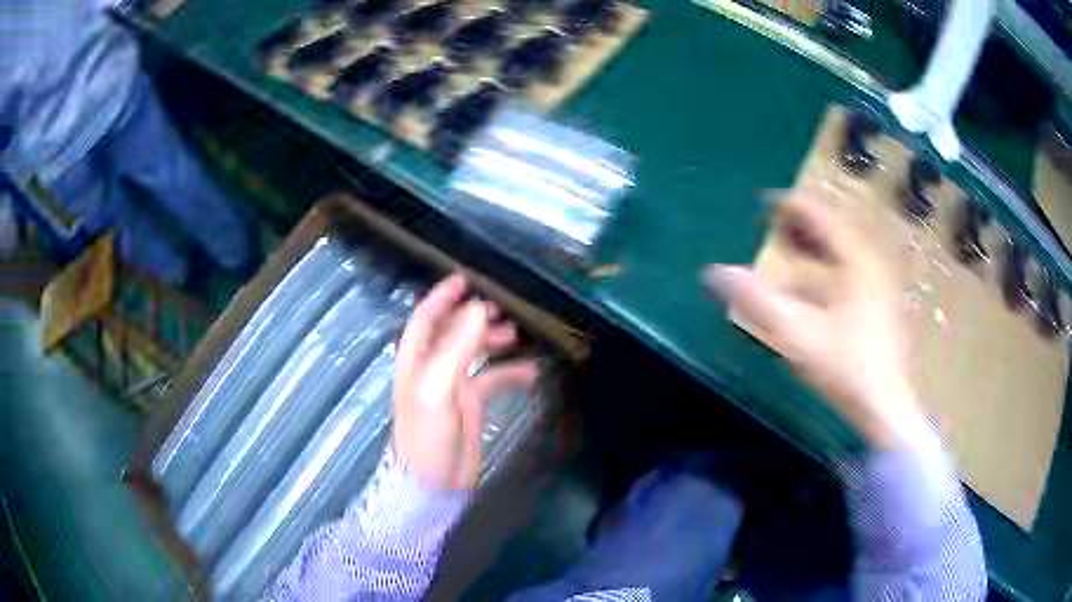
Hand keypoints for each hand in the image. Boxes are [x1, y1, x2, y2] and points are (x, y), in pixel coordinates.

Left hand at [393, 274, 538, 490]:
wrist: (433, 483)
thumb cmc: (427, 434)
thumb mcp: (437, 389)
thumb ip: (456, 348)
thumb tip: (479, 310)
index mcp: (416, 360)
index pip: (425, 318)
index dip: (441, 298)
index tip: (464, 279)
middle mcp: (433, 367)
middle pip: (453, 331)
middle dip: (473, 317)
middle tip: (502, 307)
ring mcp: (453, 386)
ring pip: (474, 352)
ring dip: (492, 340)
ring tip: (516, 333)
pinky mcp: (471, 404)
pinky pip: (492, 379)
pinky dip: (509, 371)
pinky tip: (530, 371)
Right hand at [705, 192, 930, 449]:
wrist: (884, 404)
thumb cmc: (844, 367)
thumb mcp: (795, 334)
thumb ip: (755, 300)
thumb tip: (713, 273)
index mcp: (853, 258)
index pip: (818, 213)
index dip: (787, 206)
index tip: (760, 207)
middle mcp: (869, 259)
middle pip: (832, 225)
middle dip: (800, 225)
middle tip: (772, 230)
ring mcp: (879, 279)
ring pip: (842, 247)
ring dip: (814, 245)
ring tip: (790, 253)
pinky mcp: (881, 298)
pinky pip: (851, 266)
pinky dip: (829, 266)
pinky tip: (814, 288)